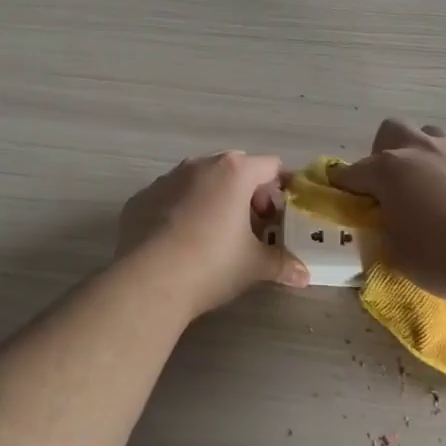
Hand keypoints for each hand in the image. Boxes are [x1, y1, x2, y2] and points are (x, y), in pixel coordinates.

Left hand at [117, 152, 308, 316]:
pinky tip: (179, 242)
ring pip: (200, 180)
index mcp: (234, 172)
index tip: (280, 215)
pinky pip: (170, 197)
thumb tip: (304, 275)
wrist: (148, 281)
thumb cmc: (211, 264)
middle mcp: (200, 165)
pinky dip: (181, 210)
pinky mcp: (141, 197)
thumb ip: (282, 264)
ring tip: (214, 235)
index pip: (270, 166)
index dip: (281, 188)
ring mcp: (167, 178)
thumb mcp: (253, 266)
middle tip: (251, 227)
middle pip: (235, 168)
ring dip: (213, 198)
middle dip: (247, 193)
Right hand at [329, 120, 445, 301]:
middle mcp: (420, 148)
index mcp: (389, 170)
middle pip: (391, 131)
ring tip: (432, 187)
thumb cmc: (444, 258)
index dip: (343, 185)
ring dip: (424, 155)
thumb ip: (385, 231)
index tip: (340, 196)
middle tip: (392, 185)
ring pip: (431, 136)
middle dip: (384, 153)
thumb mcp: (398, 254)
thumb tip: (387, 223)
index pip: (352, 173)